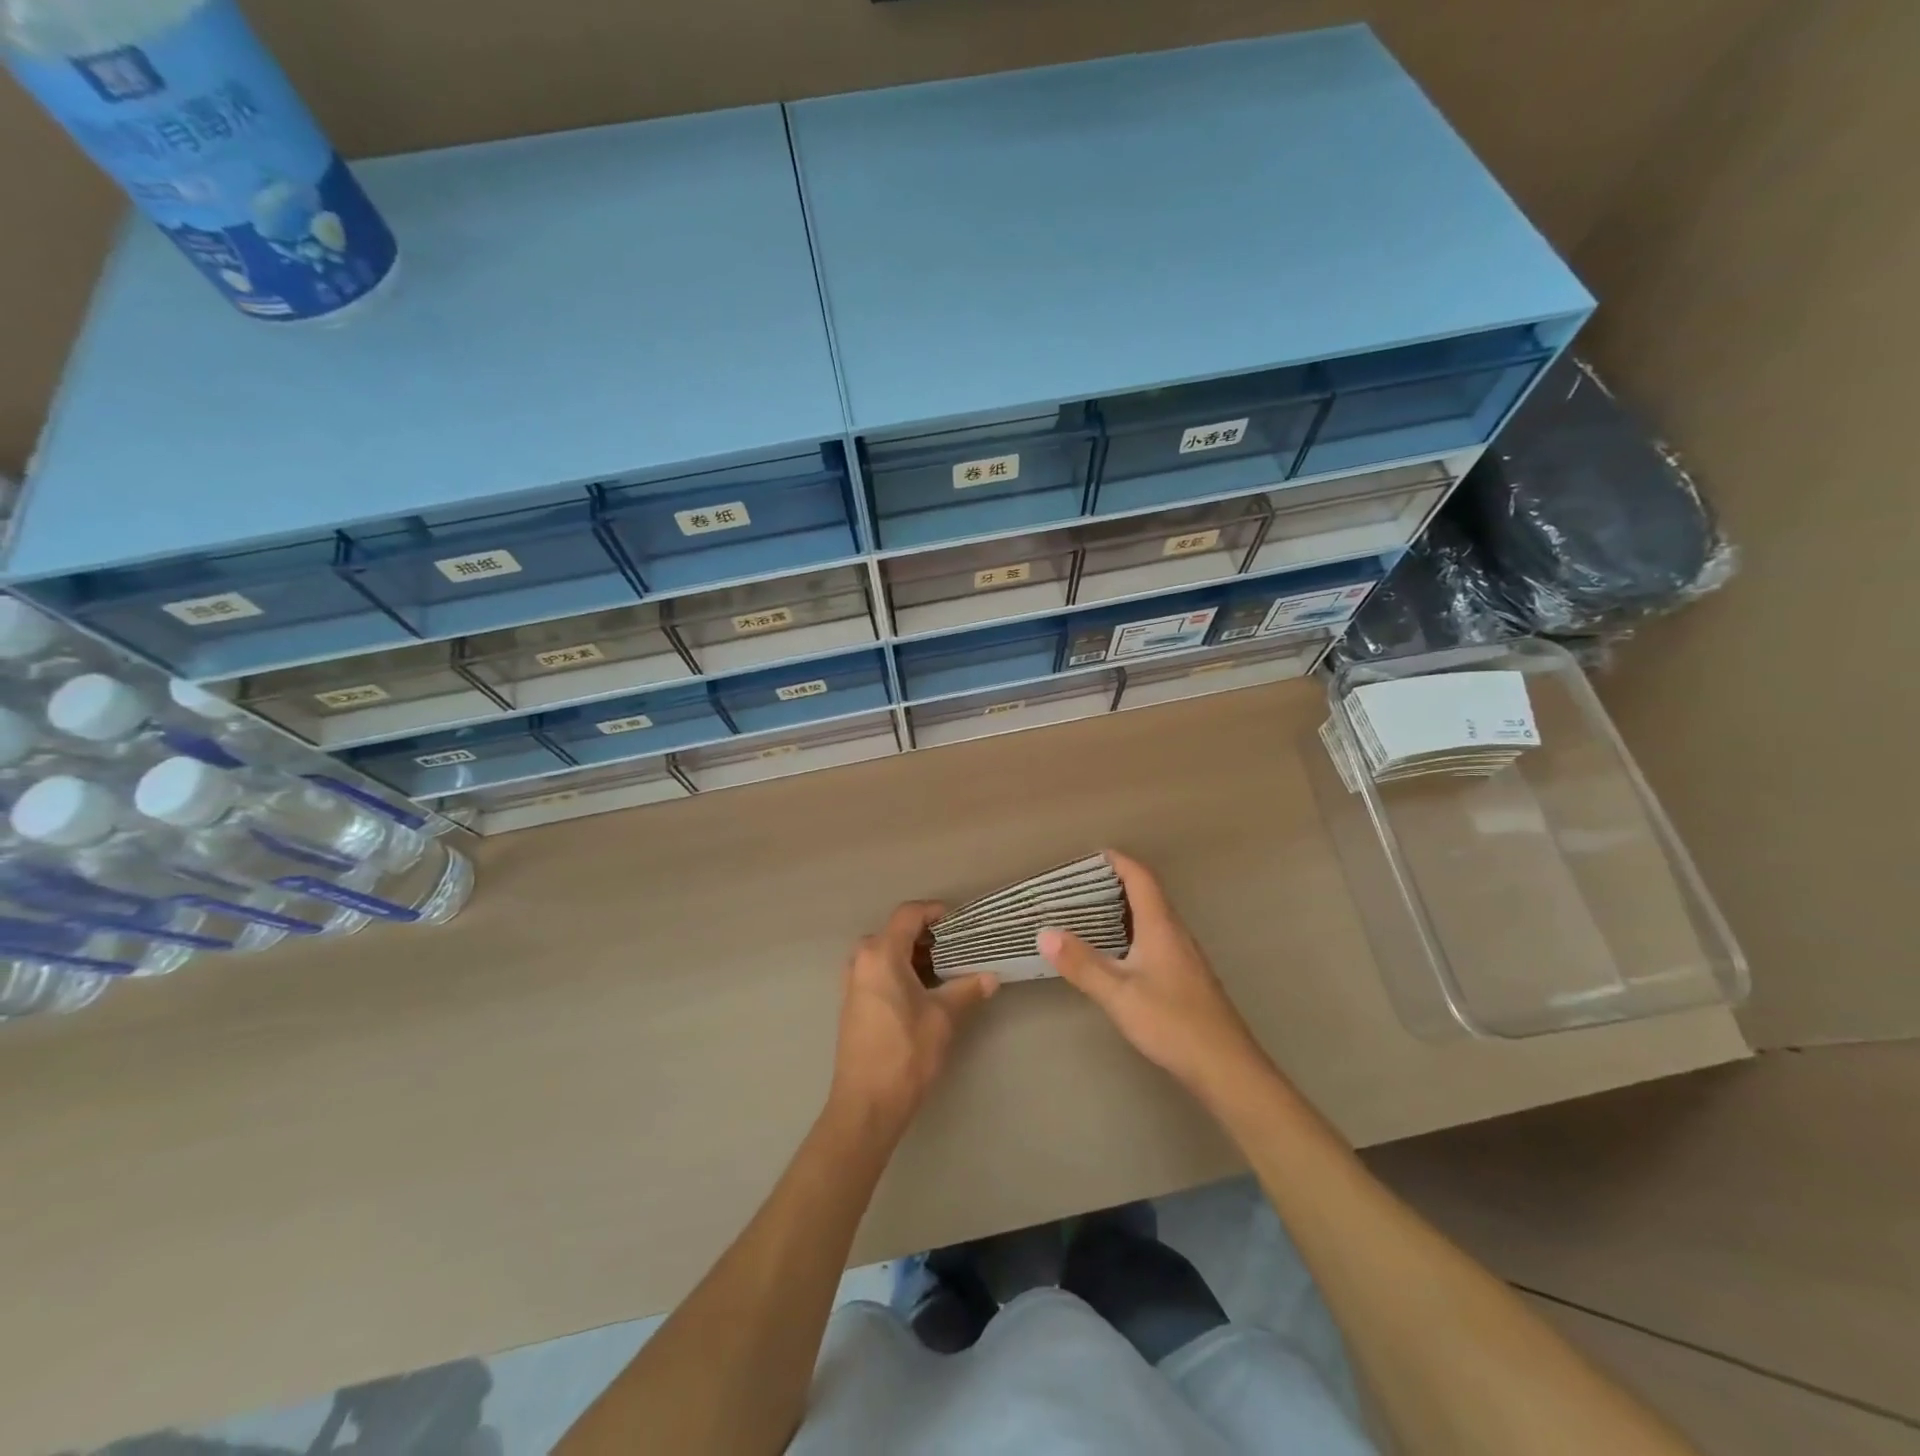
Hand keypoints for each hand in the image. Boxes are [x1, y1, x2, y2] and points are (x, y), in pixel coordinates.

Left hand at [829, 901, 998, 1136]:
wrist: (866, 1104)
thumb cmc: (905, 1053)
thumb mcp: (943, 1018)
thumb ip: (967, 990)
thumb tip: (992, 977)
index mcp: (881, 954)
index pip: (908, 914)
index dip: (934, 911)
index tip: (959, 921)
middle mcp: (861, 960)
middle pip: (896, 931)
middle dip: (927, 936)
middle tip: (957, 947)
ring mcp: (853, 982)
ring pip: (886, 952)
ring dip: (914, 955)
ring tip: (946, 969)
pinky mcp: (853, 1002)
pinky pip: (878, 971)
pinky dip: (900, 970)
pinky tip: (923, 991)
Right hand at [1040, 851, 1268, 1098]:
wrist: (1226, 1068)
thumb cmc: (1172, 1023)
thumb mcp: (1119, 994)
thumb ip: (1082, 964)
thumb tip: (1045, 932)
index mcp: (1161, 927)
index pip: (1141, 878)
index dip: (1118, 861)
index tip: (1091, 855)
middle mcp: (1176, 933)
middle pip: (1147, 894)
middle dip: (1115, 882)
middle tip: (1079, 885)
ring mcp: (1184, 955)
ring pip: (1152, 917)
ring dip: (1123, 908)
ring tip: (1089, 912)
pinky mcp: (1186, 976)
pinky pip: (1156, 938)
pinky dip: (1132, 931)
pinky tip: (1115, 952)